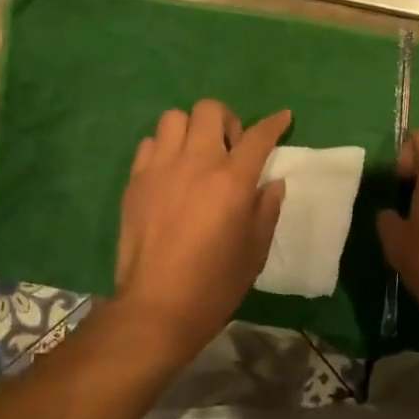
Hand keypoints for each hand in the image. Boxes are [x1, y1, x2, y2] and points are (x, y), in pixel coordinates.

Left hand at [114, 101, 290, 362]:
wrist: (157, 307)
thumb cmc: (215, 284)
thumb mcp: (255, 250)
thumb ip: (267, 209)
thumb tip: (272, 183)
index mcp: (232, 181)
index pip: (258, 136)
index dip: (275, 123)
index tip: (283, 117)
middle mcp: (197, 163)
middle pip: (211, 110)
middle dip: (227, 120)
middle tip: (230, 149)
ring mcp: (161, 168)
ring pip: (174, 118)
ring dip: (191, 129)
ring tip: (196, 155)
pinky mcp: (136, 180)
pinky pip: (149, 143)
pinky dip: (163, 148)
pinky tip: (169, 172)